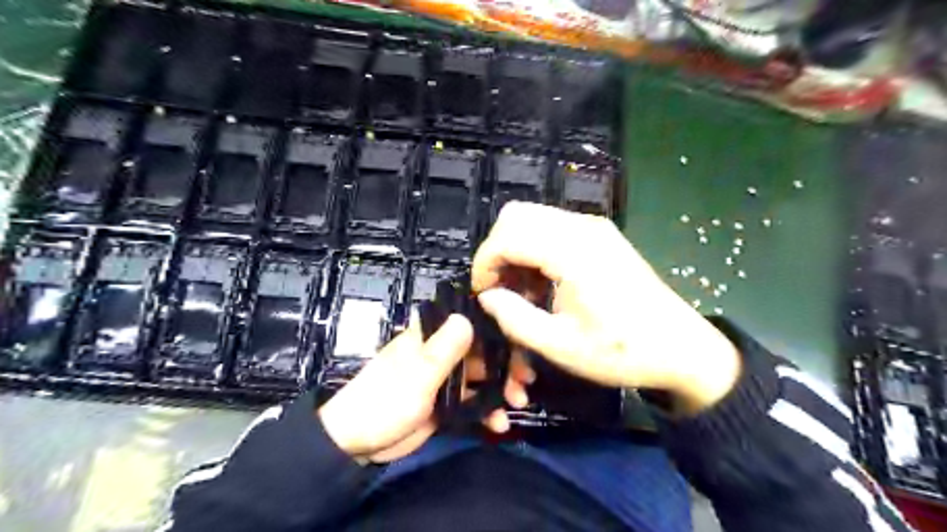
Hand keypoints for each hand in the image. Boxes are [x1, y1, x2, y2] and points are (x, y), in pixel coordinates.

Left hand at [321, 316, 535, 461]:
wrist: (356, 443)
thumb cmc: (383, 402)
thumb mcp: (415, 377)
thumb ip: (442, 350)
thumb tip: (466, 316)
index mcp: (430, 337)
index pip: (468, 321)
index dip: (496, 327)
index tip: (521, 339)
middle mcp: (441, 352)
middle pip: (482, 350)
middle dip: (506, 363)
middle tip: (525, 380)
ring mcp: (445, 378)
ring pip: (482, 376)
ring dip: (501, 388)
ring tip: (518, 402)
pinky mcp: (446, 402)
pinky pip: (474, 401)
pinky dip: (488, 410)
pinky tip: (499, 423)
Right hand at [468, 203, 742, 415]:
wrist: (680, 347)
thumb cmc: (621, 350)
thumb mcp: (561, 346)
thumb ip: (515, 319)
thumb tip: (487, 297)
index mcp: (573, 252)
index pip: (507, 236)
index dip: (485, 264)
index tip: (483, 295)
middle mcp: (582, 227)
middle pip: (516, 215)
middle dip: (497, 251)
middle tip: (500, 289)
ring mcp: (594, 227)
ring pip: (532, 218)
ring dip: (516, 249)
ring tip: (522, 291)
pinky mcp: (600, 234)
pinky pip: (552, 227)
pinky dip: (535, 248)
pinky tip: (544, 283)